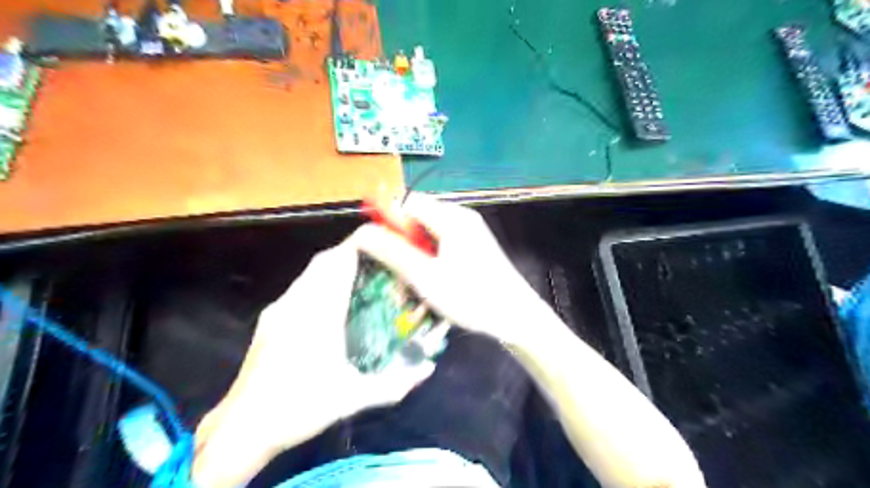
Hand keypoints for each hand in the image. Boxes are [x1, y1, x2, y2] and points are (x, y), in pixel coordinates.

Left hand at [192, 240, 430, 487]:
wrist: (242, 428)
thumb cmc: (300, 407)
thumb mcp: (353, 398)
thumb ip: (395, 384)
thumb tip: (428, 369)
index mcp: (317, 314)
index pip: (338, 263)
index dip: (360, 246)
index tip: (383, 245)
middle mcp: (296, 303)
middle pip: (323, 261)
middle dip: (350, 253)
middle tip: (377, 262)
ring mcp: (279, 309)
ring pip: (310, 273)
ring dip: (334, 267)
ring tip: (360, 278)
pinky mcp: (270, 319)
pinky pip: (300, 287)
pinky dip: (320, 282)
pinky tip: (332, 303)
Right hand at [350, 192, 548, 344]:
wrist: (517, 316)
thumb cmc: (471, 296)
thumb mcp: (425, 276)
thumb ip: (392, 251)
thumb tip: (362, 232)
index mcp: (450, 217)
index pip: (406, 202)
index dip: (385, 221)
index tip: (375, 249)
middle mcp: (460, 217)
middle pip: (416, 219)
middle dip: (400, 244)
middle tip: (393, 273)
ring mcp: (469, 232)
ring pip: (427, 235)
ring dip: (413, 257)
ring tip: (409, 285)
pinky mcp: (473, 247)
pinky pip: (441, 246)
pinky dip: (428, 261)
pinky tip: (427, 284)